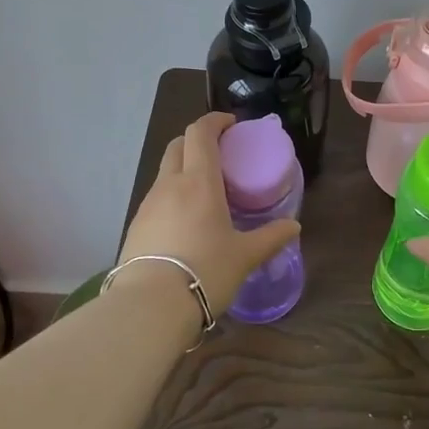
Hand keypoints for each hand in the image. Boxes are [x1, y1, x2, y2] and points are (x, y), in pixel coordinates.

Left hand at [116, 112, 300, 315]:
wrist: (149, 307)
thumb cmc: (205, 271)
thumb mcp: (244, 256)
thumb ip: (270, 238)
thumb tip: (294, 227)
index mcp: (199, 181)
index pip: (200, 133)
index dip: (214, 121)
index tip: (231, 125)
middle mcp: (170, 184)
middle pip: (178, 145)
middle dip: (196, 140)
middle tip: (219, 154)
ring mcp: (148, 205)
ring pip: (165, 172)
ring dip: (183, 170)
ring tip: (204, 192)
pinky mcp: (135, 226)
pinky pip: (156, 199)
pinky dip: (172, 196)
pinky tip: (184, 222)